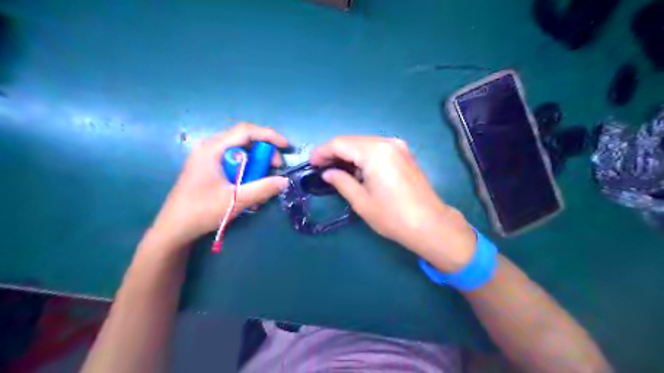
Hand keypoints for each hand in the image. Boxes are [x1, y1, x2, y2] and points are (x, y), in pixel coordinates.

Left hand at [151, 122, 288, 247]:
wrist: (174, 229)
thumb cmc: (202, 211)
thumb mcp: (236, 200)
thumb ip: (263, 188)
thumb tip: (285, 181)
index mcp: (212, 149)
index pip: (245, 131)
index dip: (269, 135)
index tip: (286, 146)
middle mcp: (210, 148)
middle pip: (244, 140)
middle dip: (264, 152)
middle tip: (275, 169)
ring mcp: (208, 158)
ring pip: (241, 153)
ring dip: (256, 165)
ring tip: (263, 183)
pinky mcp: (209, 168)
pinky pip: (234, 163)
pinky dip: (247, 172)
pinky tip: (250, 189)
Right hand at [312, 136, 477, 271]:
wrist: (430, 224)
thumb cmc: (392, 216)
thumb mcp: (361, 201)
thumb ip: (341, 182)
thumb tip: (327, 173)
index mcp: (374, 152)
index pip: (340, 144)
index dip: (322, 151)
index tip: (311, 163)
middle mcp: (387, 142)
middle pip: (352, 141)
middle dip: (334, 152)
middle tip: (321, 167)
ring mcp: (398, 146)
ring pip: (364, 143)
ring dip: (348, 154)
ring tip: (336, 169)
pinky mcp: (404, 154)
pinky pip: (377, 149)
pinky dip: (363, 156)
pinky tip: (357, 169)